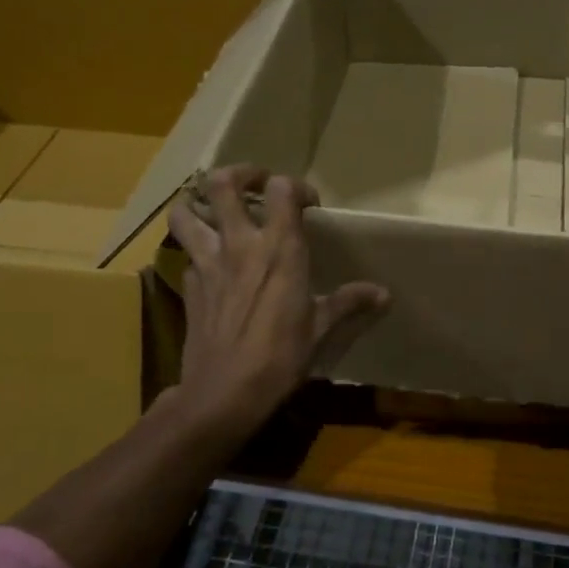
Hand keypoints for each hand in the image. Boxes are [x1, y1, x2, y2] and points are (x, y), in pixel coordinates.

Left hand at [168, 165, 388, 441]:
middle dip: (238, 174)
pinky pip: (187, 255)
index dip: (295, 187)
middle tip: (254, 185)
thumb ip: (349, 302)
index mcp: (279, 248)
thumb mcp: (321, 328)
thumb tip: (383, 294)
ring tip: (216, 210)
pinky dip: (197, 252)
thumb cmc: (281, 356)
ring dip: (197, 204)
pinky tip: (212, 266)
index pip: (281, 189)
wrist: (225, 393)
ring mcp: (207, 263)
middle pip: (222, 183)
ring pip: (185, 212)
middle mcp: (239, 244)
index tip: (307, 205)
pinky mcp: (188, 286)